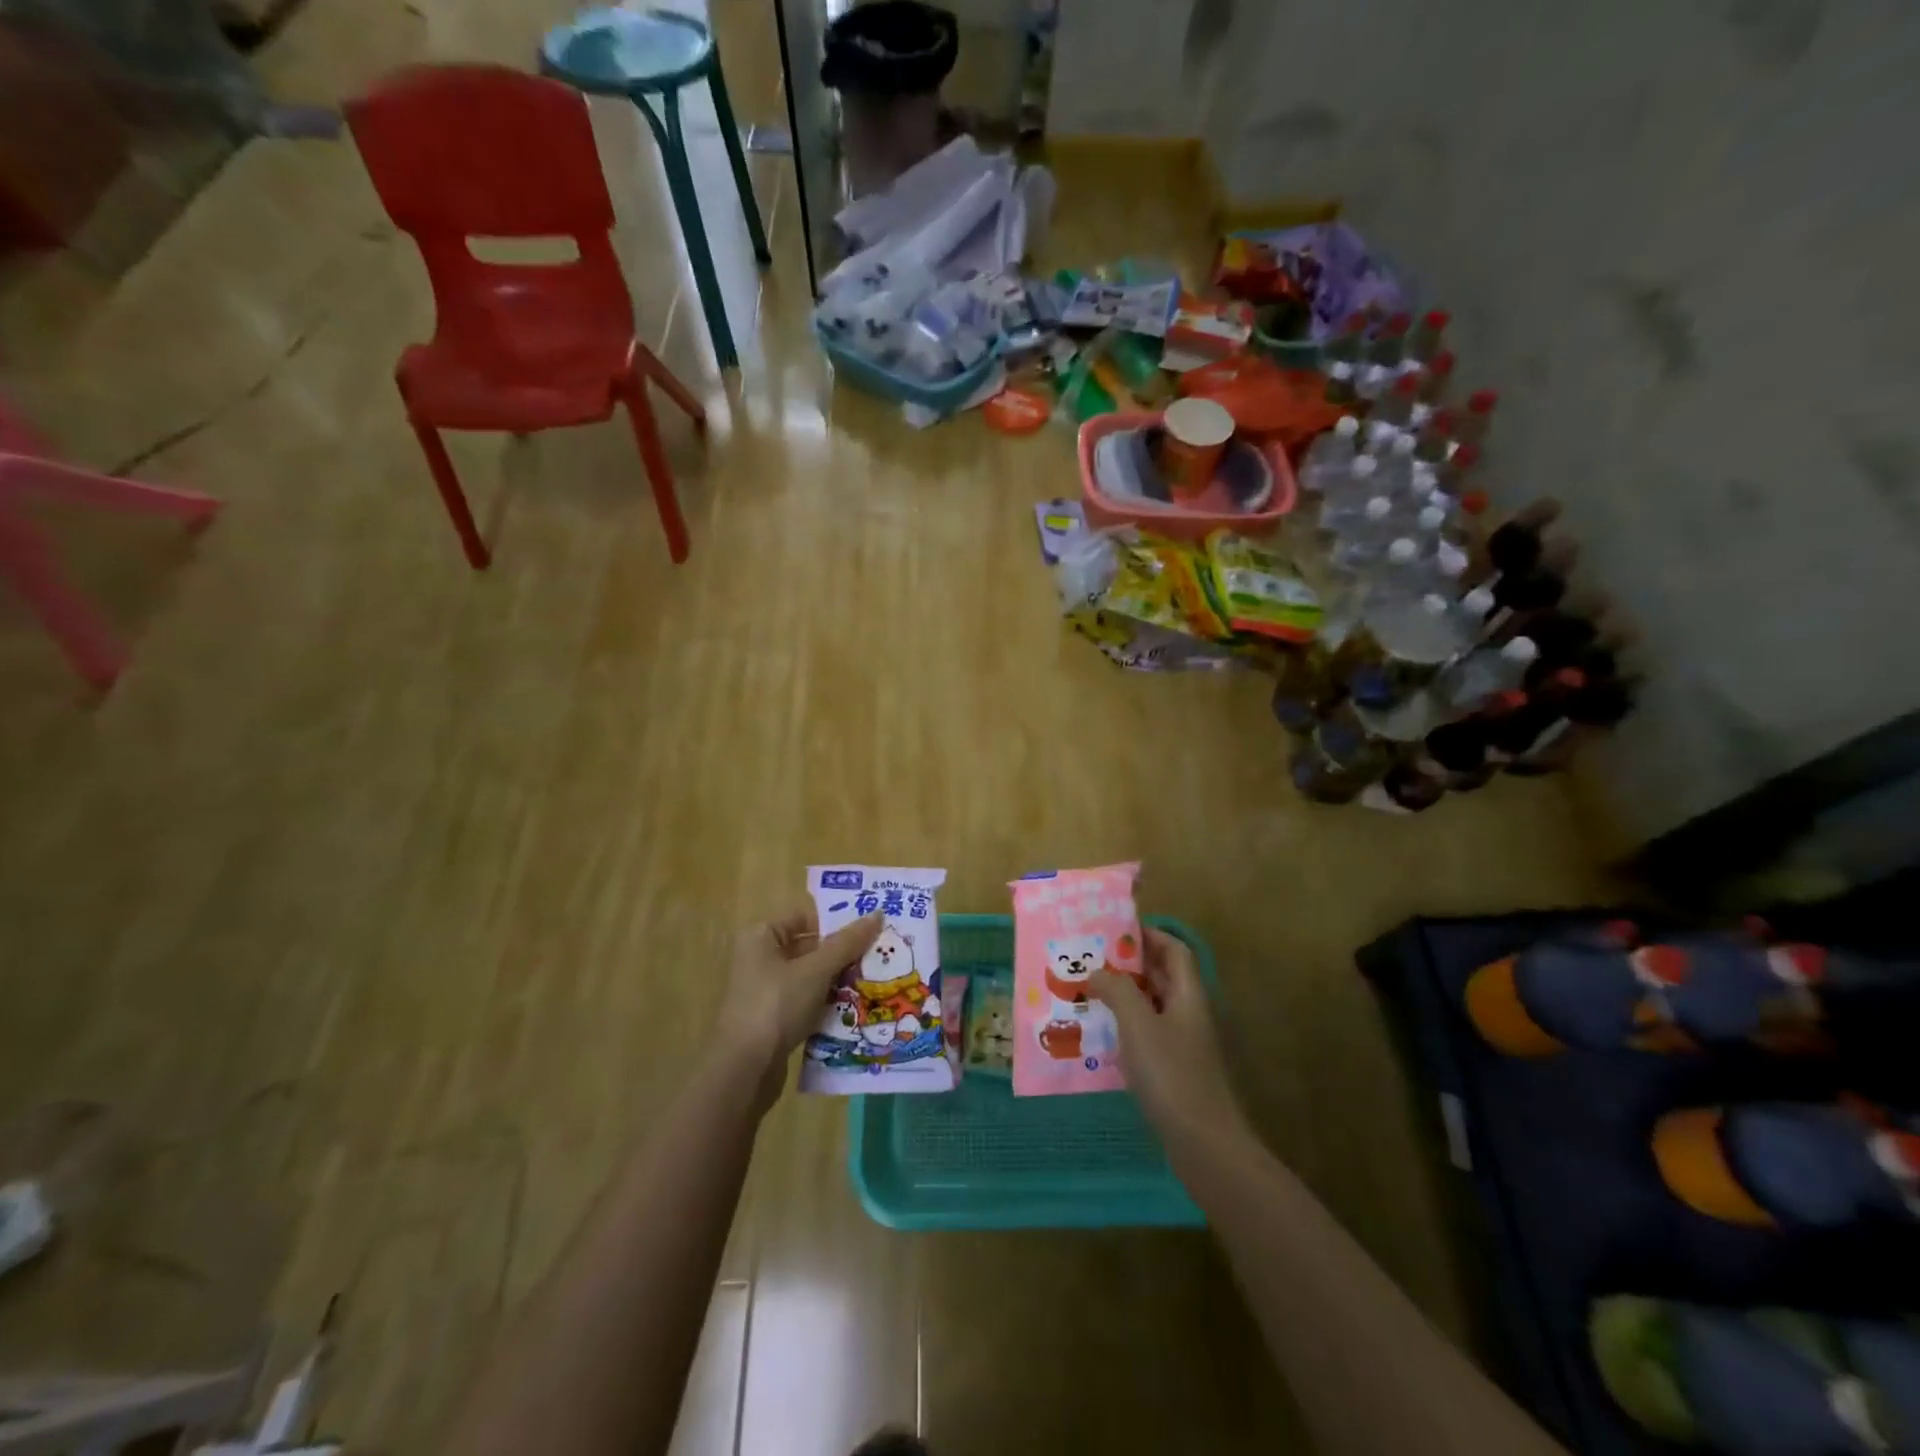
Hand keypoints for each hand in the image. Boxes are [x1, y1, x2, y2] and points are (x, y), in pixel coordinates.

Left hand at [728, 908, 883, 1081]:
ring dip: (839, 980)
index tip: (871, 929)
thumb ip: (847, 943)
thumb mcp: (816, 970)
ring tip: (875, 980)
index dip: (837, 922)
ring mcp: (766, 991)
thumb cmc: (777, 1005)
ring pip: (811, 977)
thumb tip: (878, 915)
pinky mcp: (773, 1020)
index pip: (805, 917)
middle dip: (843, 954)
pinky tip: (857, 1009)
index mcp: (761, 937)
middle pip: (810, 947)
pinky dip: (828, 1004)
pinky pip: (807, 1002)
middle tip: (880, 954)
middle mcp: (760, 959)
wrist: (744, 1070)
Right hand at [1091, 927, 1249, 1149]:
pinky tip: (1099, 1036)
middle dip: (1128, 965)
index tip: (1114, 931)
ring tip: (1086, 992)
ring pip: (1152, 1007)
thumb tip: (1098, 971)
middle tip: (1090, 960)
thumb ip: (1117, 990)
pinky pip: (1148, 1036)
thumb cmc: (1172, 1075)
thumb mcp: (1138, 1024)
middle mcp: (1189, 1014)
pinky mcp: (1175, 1072)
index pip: (1174, 950)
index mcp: (1188, 995)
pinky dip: (1125, 1028)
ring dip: (1123, 997)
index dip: (1149, 935)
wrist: (1205, 1146)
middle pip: (1162, 977)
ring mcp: (1184, 1045)